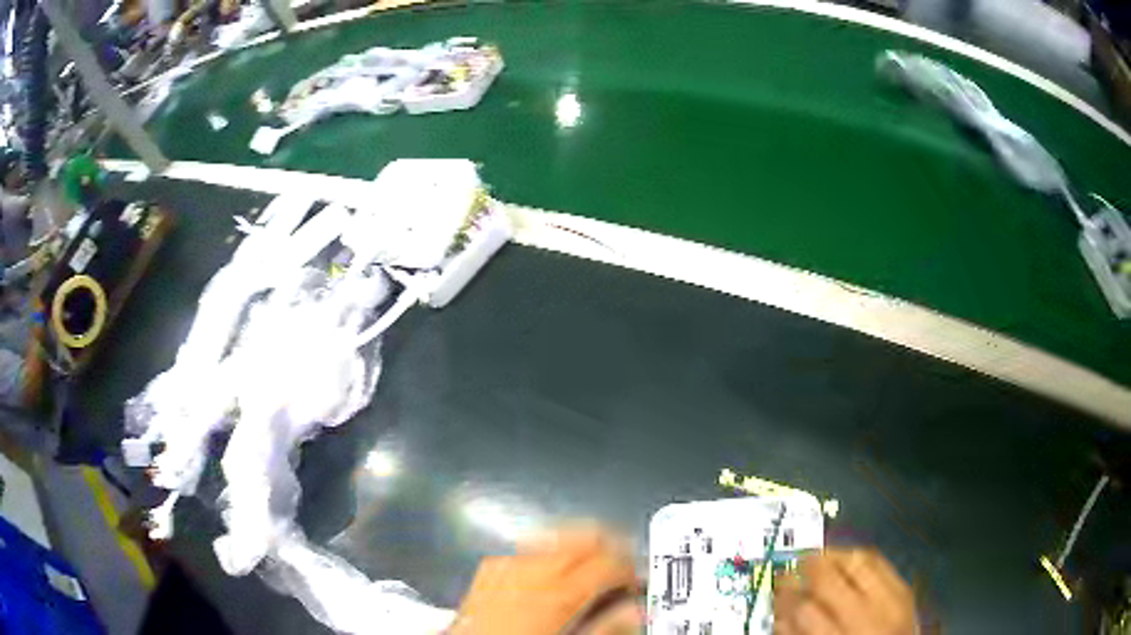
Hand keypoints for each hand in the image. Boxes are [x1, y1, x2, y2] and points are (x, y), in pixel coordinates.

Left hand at [450, 527, 640, 634]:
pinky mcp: (490, 567)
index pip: (610, 562)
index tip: (637, 581)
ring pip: (558, 537)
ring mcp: (508, 563)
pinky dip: (550, 555)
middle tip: (621, 565)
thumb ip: (607, 627)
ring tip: (590, 567)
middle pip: (585, 535)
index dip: (631, 568)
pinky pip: (530, 550)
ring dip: (580, 547)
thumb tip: (636, 610)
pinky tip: (550, 575)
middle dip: (610, 545)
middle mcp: (534, 568)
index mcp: (559, 590)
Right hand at [774, 548, 916, 634]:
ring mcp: (892, 602)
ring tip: (817, 556)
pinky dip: (860, 557)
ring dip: (833, 555)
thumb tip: (781, 608)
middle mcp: (866, 619)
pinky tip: (847, 559)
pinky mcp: (906, 590)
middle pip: (829, 581)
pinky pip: (881, 561)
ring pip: (859, 562)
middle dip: (804, 568)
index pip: (803, 609)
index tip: (775, 587)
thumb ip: (799, 633)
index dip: (785, 595)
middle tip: (791, 565)